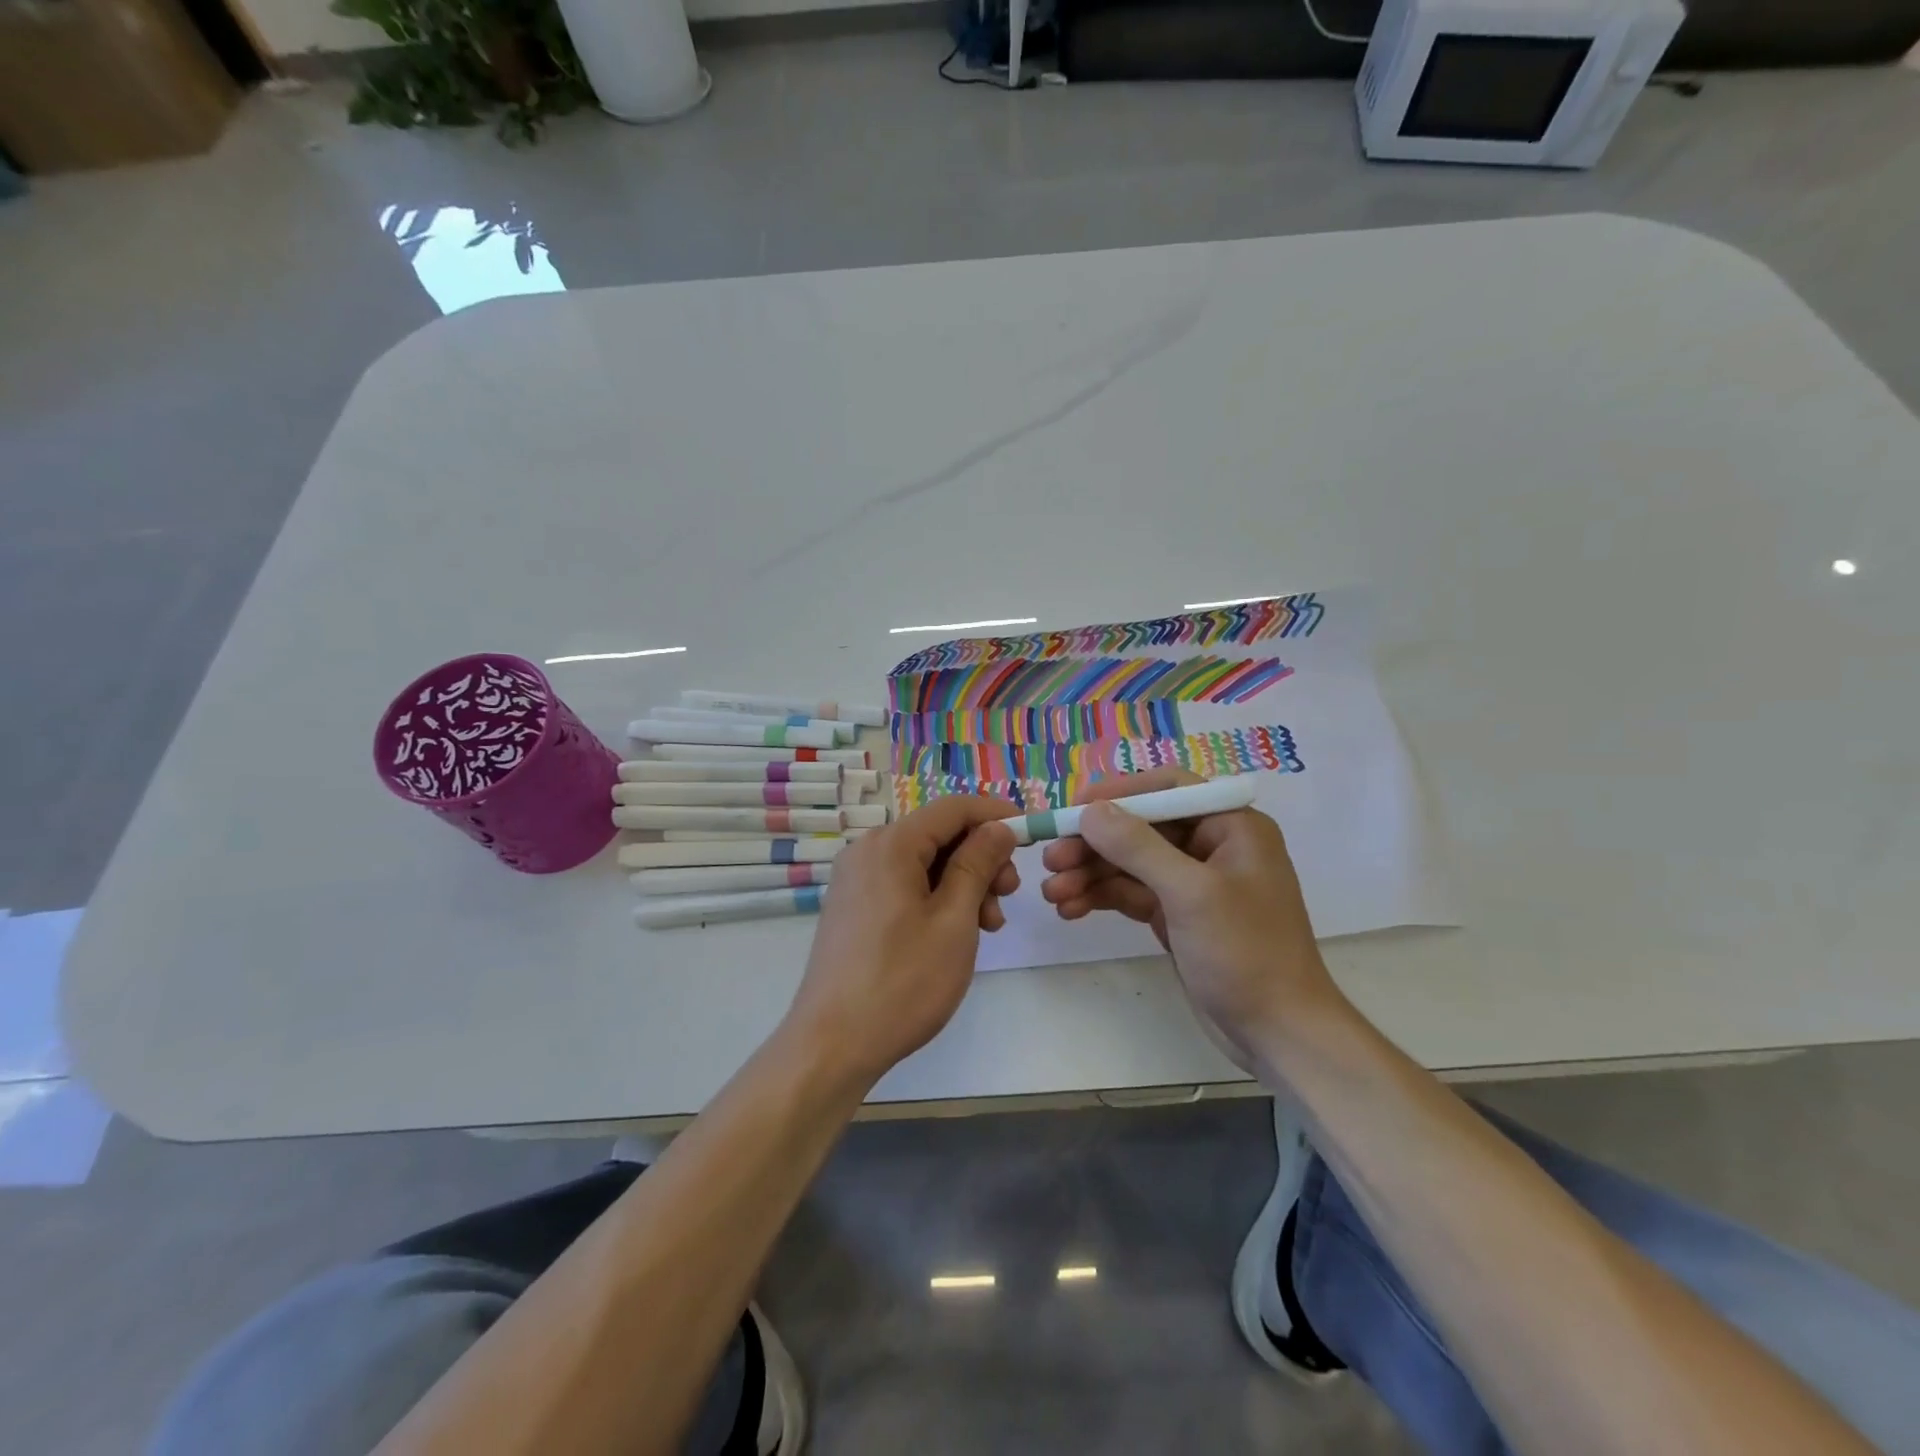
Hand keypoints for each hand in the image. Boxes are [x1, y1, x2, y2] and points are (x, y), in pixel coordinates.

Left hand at [782, 794, 1019, 1087]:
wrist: (833, 1044)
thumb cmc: (903, 981)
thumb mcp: (954, 920)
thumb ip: (978, 864)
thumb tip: (999, 827)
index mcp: (890, 844)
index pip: (953, 809)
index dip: (996, 815)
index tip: (1031, 833)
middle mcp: (867, 851)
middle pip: (938, 835)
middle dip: (981, 858)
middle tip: (1009, 896)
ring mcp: (855, 879)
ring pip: (923, 863)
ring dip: (962, 883)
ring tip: (988, 925)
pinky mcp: (853, 906)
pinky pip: (903, 884)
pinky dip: (936, 898)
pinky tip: (957, 931)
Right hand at [1038, 767, 1342, 1058]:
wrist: (1279, 1033)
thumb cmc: (1245, 952)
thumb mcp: (1190, 894)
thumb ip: (1138, 847)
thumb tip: (1091, 811)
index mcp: (1230, 825)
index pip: (1168, 789)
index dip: (1119, 793)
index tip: (1074, 808)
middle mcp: (1211, 845)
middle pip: (1140, 828)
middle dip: (1094, 844)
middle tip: (1050, 861)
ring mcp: (1192, 882)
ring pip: (1130, 863)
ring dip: (1090, 874)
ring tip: (1051, 893)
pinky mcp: (1177, 914)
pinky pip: (1131, 893)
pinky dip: (1101, 897)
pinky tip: (1069, 909)